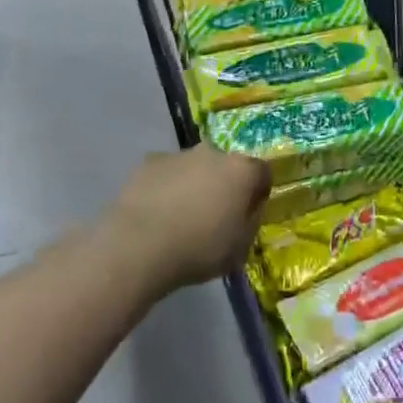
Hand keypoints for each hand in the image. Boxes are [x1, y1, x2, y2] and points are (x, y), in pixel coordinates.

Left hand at [108, 145, 271, 292]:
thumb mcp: (240, 248)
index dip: (259, 191)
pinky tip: (156, 212)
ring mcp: (179, 154)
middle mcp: (213, 153)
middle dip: (224, 185)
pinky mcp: (149, 162)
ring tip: (180, 216)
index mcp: (241, 171)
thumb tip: (249, 209)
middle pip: (226, 165)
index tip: (249, 212)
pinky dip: (166, 186)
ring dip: (194, 184)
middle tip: (214, 215)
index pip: (263, 172)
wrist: (139, 245)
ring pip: (195, 167)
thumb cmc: (199, 249)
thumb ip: (251, 222)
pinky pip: (166, 172)